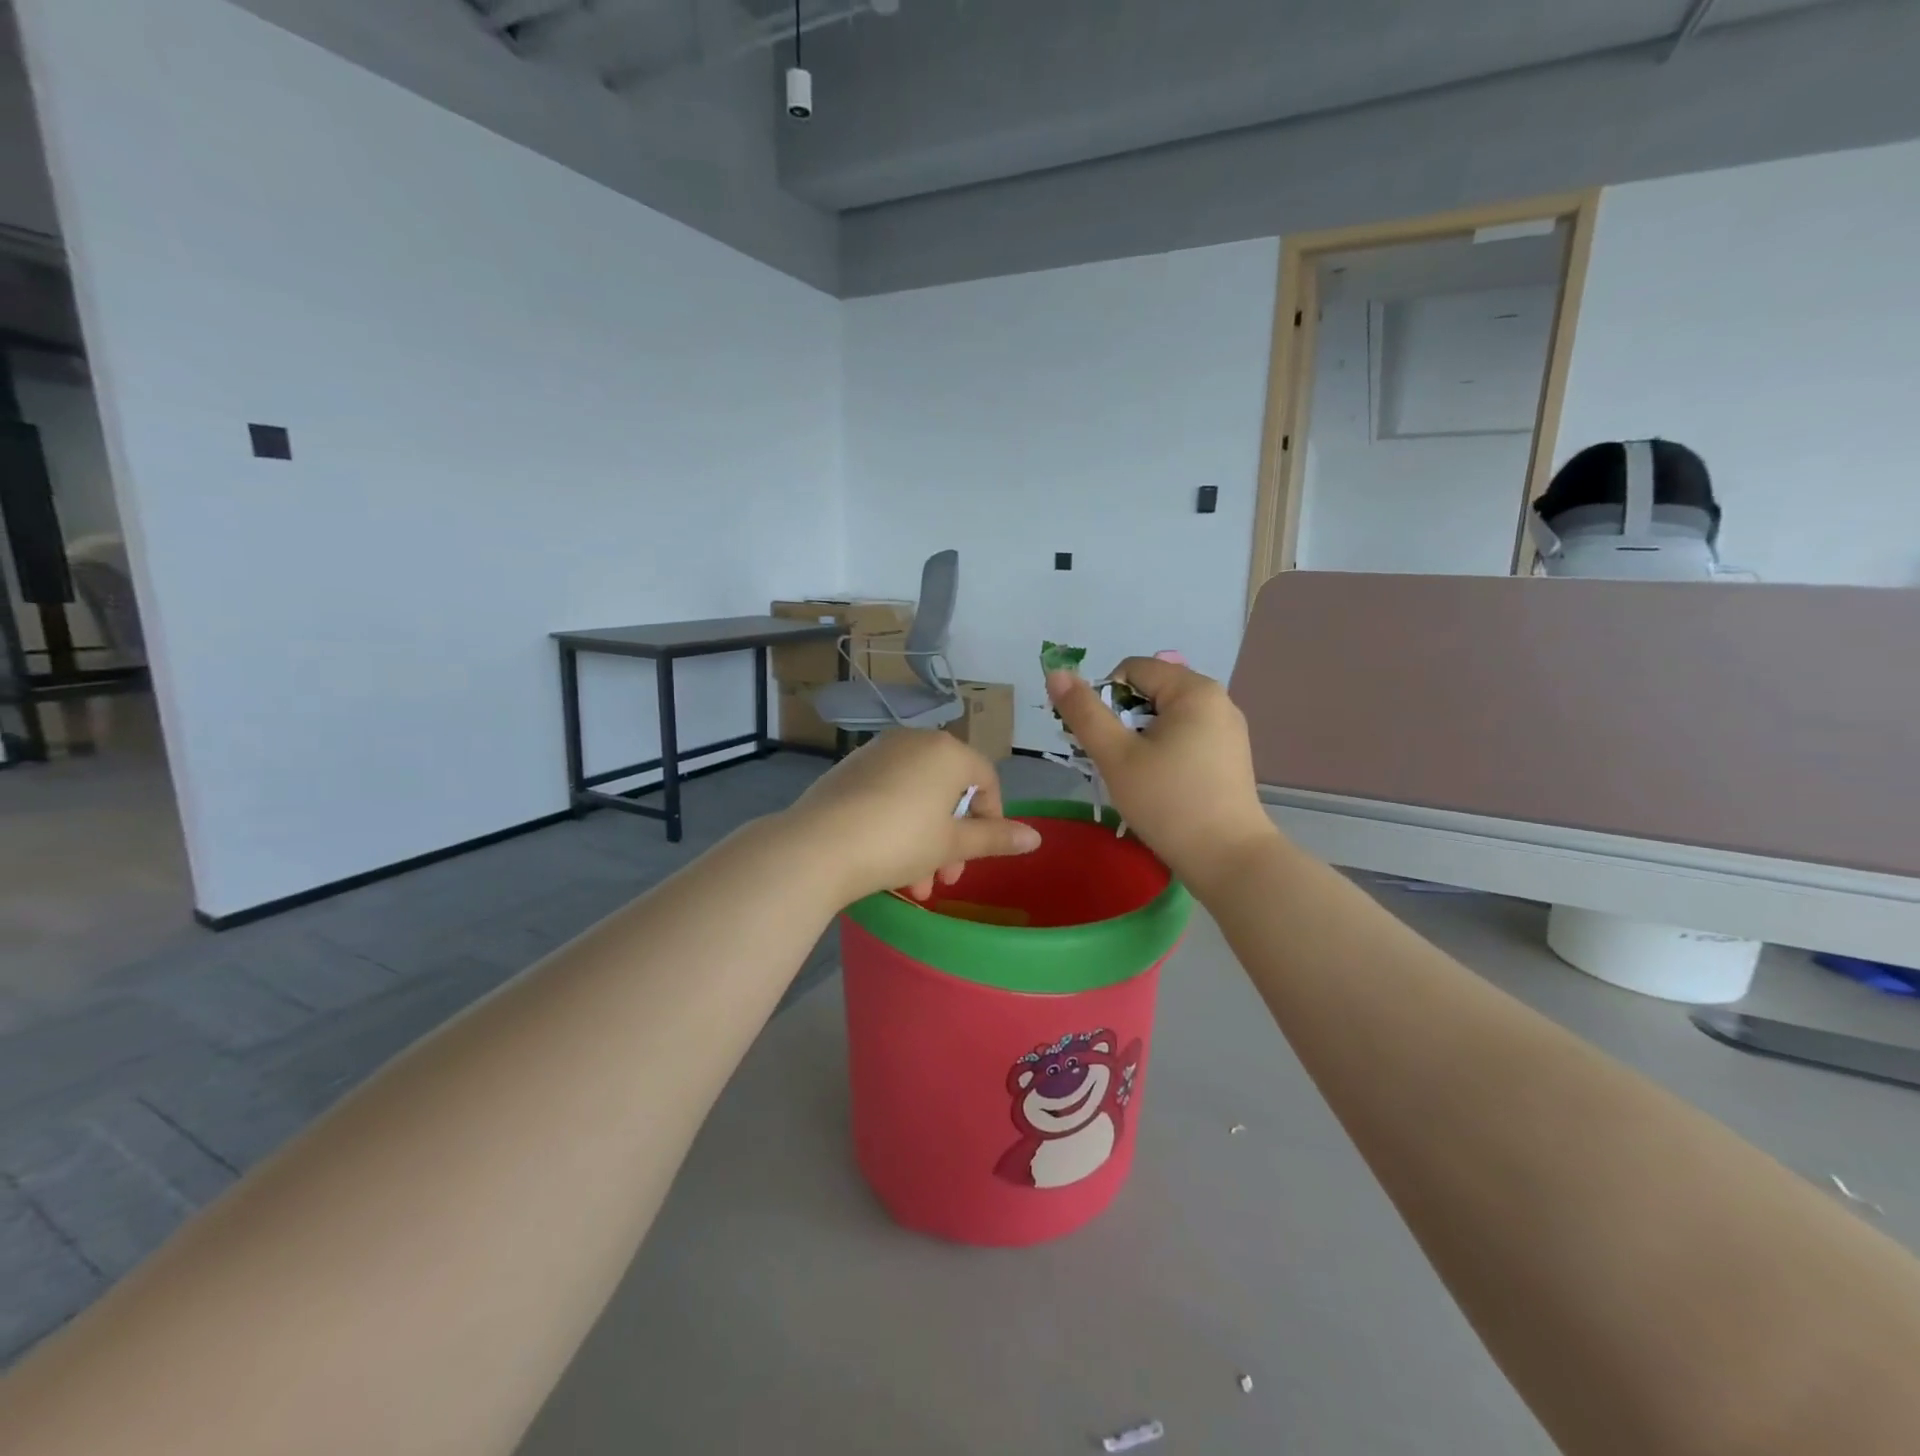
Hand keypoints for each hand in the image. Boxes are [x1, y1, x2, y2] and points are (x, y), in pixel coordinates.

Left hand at [780, 729, 1041, 906]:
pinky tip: (885, 866)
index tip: (981, 854)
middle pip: (949, 792)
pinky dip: (895, 826)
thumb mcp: (952, 844)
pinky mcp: (849, 771)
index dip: (992, 819)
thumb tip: (1036, 837)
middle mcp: (914, 741)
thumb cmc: (900, 841)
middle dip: (952, 841)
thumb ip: (995, 838)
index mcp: (948, 751)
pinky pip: (887, 796)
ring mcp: (877, 753)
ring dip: (924, 843)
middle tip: (945, 878)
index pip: (986, 780)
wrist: (819, 845)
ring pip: (916, 799)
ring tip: (914, 887)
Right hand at [1046, 658, 1277, 891]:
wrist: (1228, 860)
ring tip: (1136, 777)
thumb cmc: (1168, 802)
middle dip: (1122, 720)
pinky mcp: (1230, 756)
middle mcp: (1217, 699)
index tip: (1103, 741)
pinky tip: (1160, 785)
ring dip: (1140, 739)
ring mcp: (1227, 729)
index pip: (1132, 669)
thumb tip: (1056, 672)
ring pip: (1166, 717)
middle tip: (1115, 762)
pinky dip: (1163, 752)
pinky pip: (1185, 737)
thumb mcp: (1116, 756)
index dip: (1105, 699)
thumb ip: (1084, 712)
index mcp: (1193, 690)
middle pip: (1150, 691)